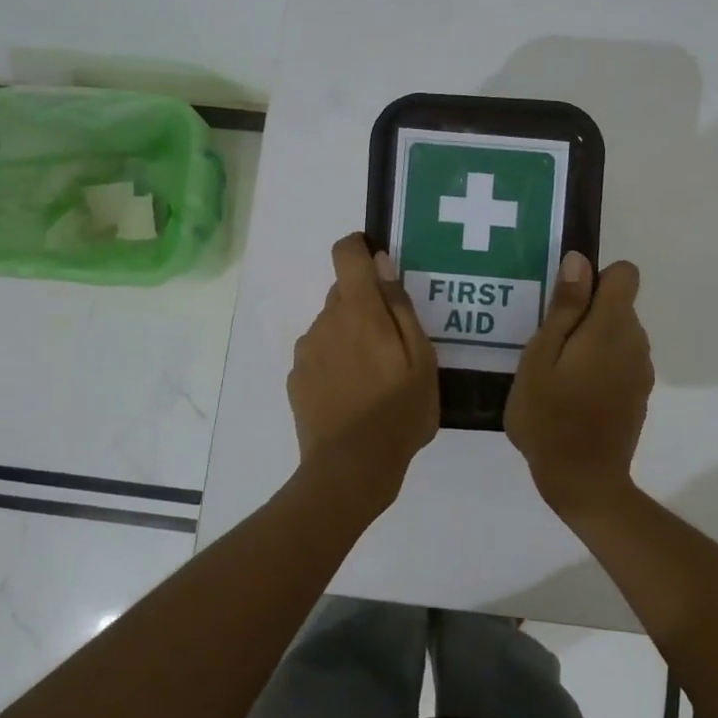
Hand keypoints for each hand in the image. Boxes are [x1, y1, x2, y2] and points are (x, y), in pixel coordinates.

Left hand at [288, 234, 438, 503]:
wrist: (351, 468)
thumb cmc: (399, 412)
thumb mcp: (421, 359)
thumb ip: (400, 307)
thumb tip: (381, 264)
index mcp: (358, 310)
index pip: (346, 253)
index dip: (360, 249)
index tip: (380, 267)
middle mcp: (325, 321)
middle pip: (342, 293)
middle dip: (366, 307)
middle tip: (393, 344)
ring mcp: (306, 351)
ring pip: (331, 326)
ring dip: (350, 337)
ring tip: (375, 377)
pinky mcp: (296, 379)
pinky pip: (319, 355)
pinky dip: (335, 363)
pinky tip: (353, 395)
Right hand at [505, 252, 653, 521]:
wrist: (583, 481)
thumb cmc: (549, 417)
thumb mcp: (540, 357)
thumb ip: (563, 307)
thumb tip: (579, 261)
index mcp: (611, 327)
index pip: (624, 274)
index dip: (595, 278)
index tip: (565, 303)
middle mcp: (635, 341)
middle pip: (619, 304)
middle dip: (586, 313)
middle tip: (548, 344)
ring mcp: (641, 370)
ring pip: (619, 334)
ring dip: (592, 340)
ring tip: (557, 372)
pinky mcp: (639, 393)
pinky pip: (621, 360)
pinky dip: (601, 365)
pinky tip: (574, 394)